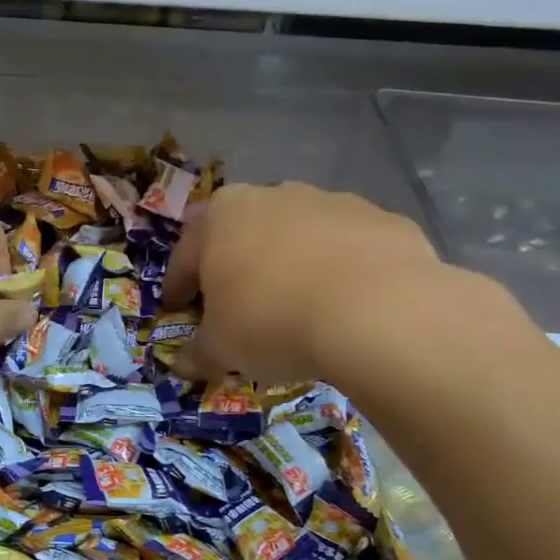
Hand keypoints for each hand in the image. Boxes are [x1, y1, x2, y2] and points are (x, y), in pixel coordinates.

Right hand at [160, 182, 533, 405]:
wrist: (378, 311)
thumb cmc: (272, 321)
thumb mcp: (222, 349)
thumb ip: (198, 353)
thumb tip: (183, 364)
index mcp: (221, 217)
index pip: (186, 255)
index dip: (178, 286)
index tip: (178, 309)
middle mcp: (272, 196)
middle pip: (243, 234)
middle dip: (236, 266)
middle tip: (236, 305)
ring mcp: (331, 202)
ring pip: (298, 236)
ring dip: (291, 264)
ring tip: (297, 305)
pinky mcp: (381, 219)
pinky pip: (347, 248)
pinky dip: (340, 270)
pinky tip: (345, 304)